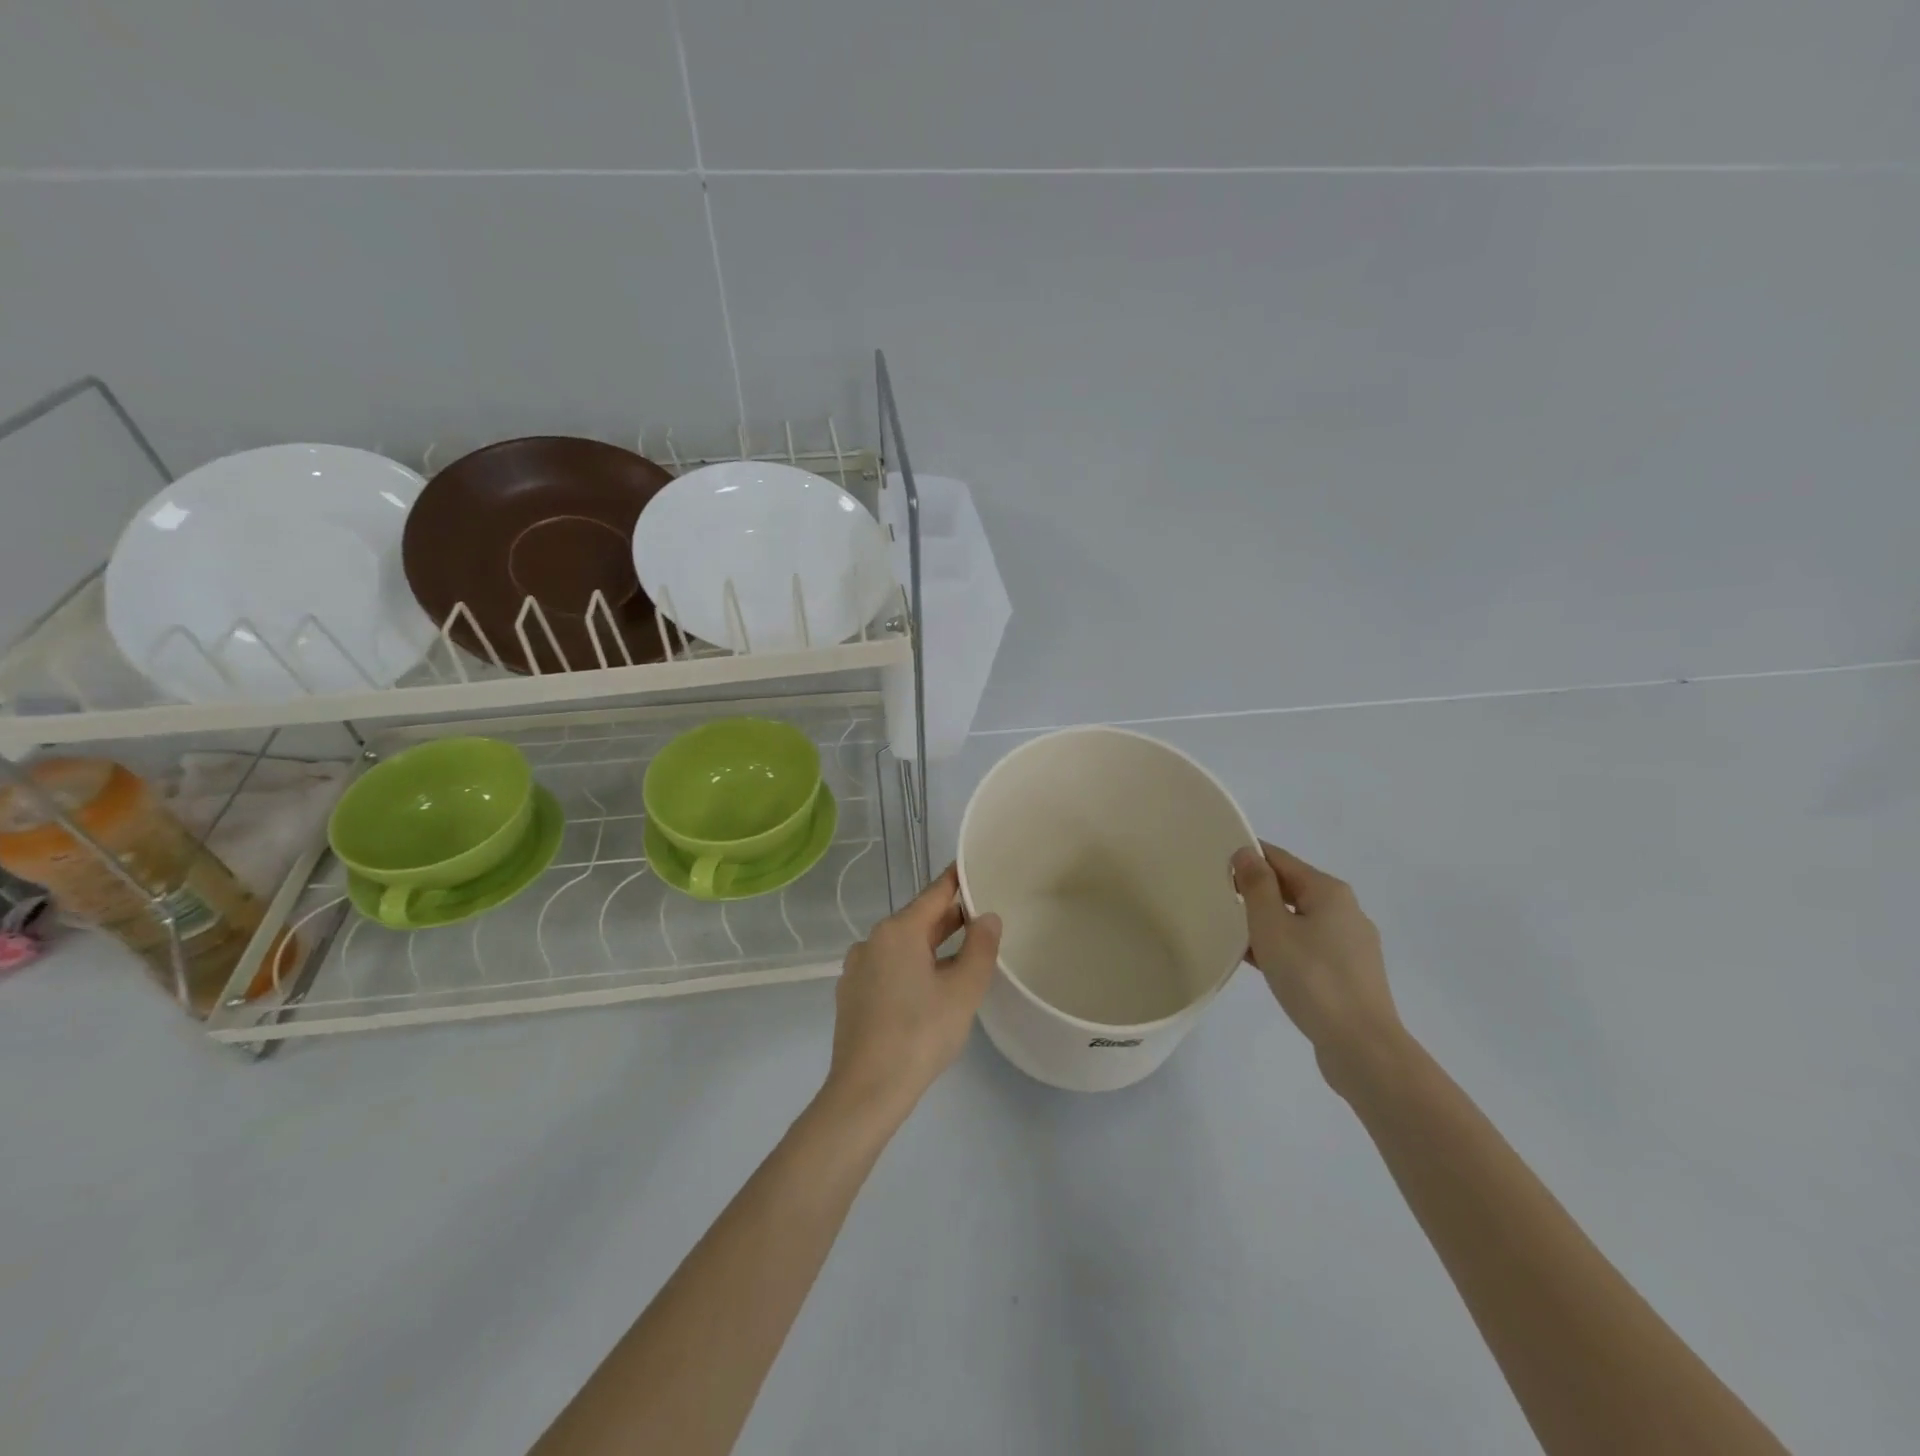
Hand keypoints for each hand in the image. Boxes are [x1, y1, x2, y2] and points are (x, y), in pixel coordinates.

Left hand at [823, 866, 1002, 1124]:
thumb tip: (987, 917)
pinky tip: (928, 988)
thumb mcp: (963, 991)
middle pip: (917, 920)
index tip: (974, 868)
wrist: (866, 1091)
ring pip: (902, 946)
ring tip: (962, 955)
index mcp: (898, 931)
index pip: (934, 894)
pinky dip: (911, 967)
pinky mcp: (851, 995)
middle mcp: (872, 940)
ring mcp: (857, 969)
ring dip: (931, 946)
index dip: (957, 881)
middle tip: (981, 916)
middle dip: (949, 918)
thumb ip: (980, 948)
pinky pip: (888, 968)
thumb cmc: (920, 1034)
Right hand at [1232, 842, 1401, 1089]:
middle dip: (1256, 891)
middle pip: (1292, 888)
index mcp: (1329, 891)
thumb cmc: (1311, 977)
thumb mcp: (1271, 926)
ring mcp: (1351, 944)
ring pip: (1299, 920)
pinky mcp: (1350, 974)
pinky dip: (1283, 947)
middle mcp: (1346, 911)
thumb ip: (1256, 885)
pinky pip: (1308, 947)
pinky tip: (1259, 963)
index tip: (1215, 866)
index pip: (1280, 859)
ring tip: (1232, 932)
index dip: (1247, 858)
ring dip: (1267, 922)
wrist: (1361, 1046)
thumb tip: (1247, 853)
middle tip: (1218, 899)